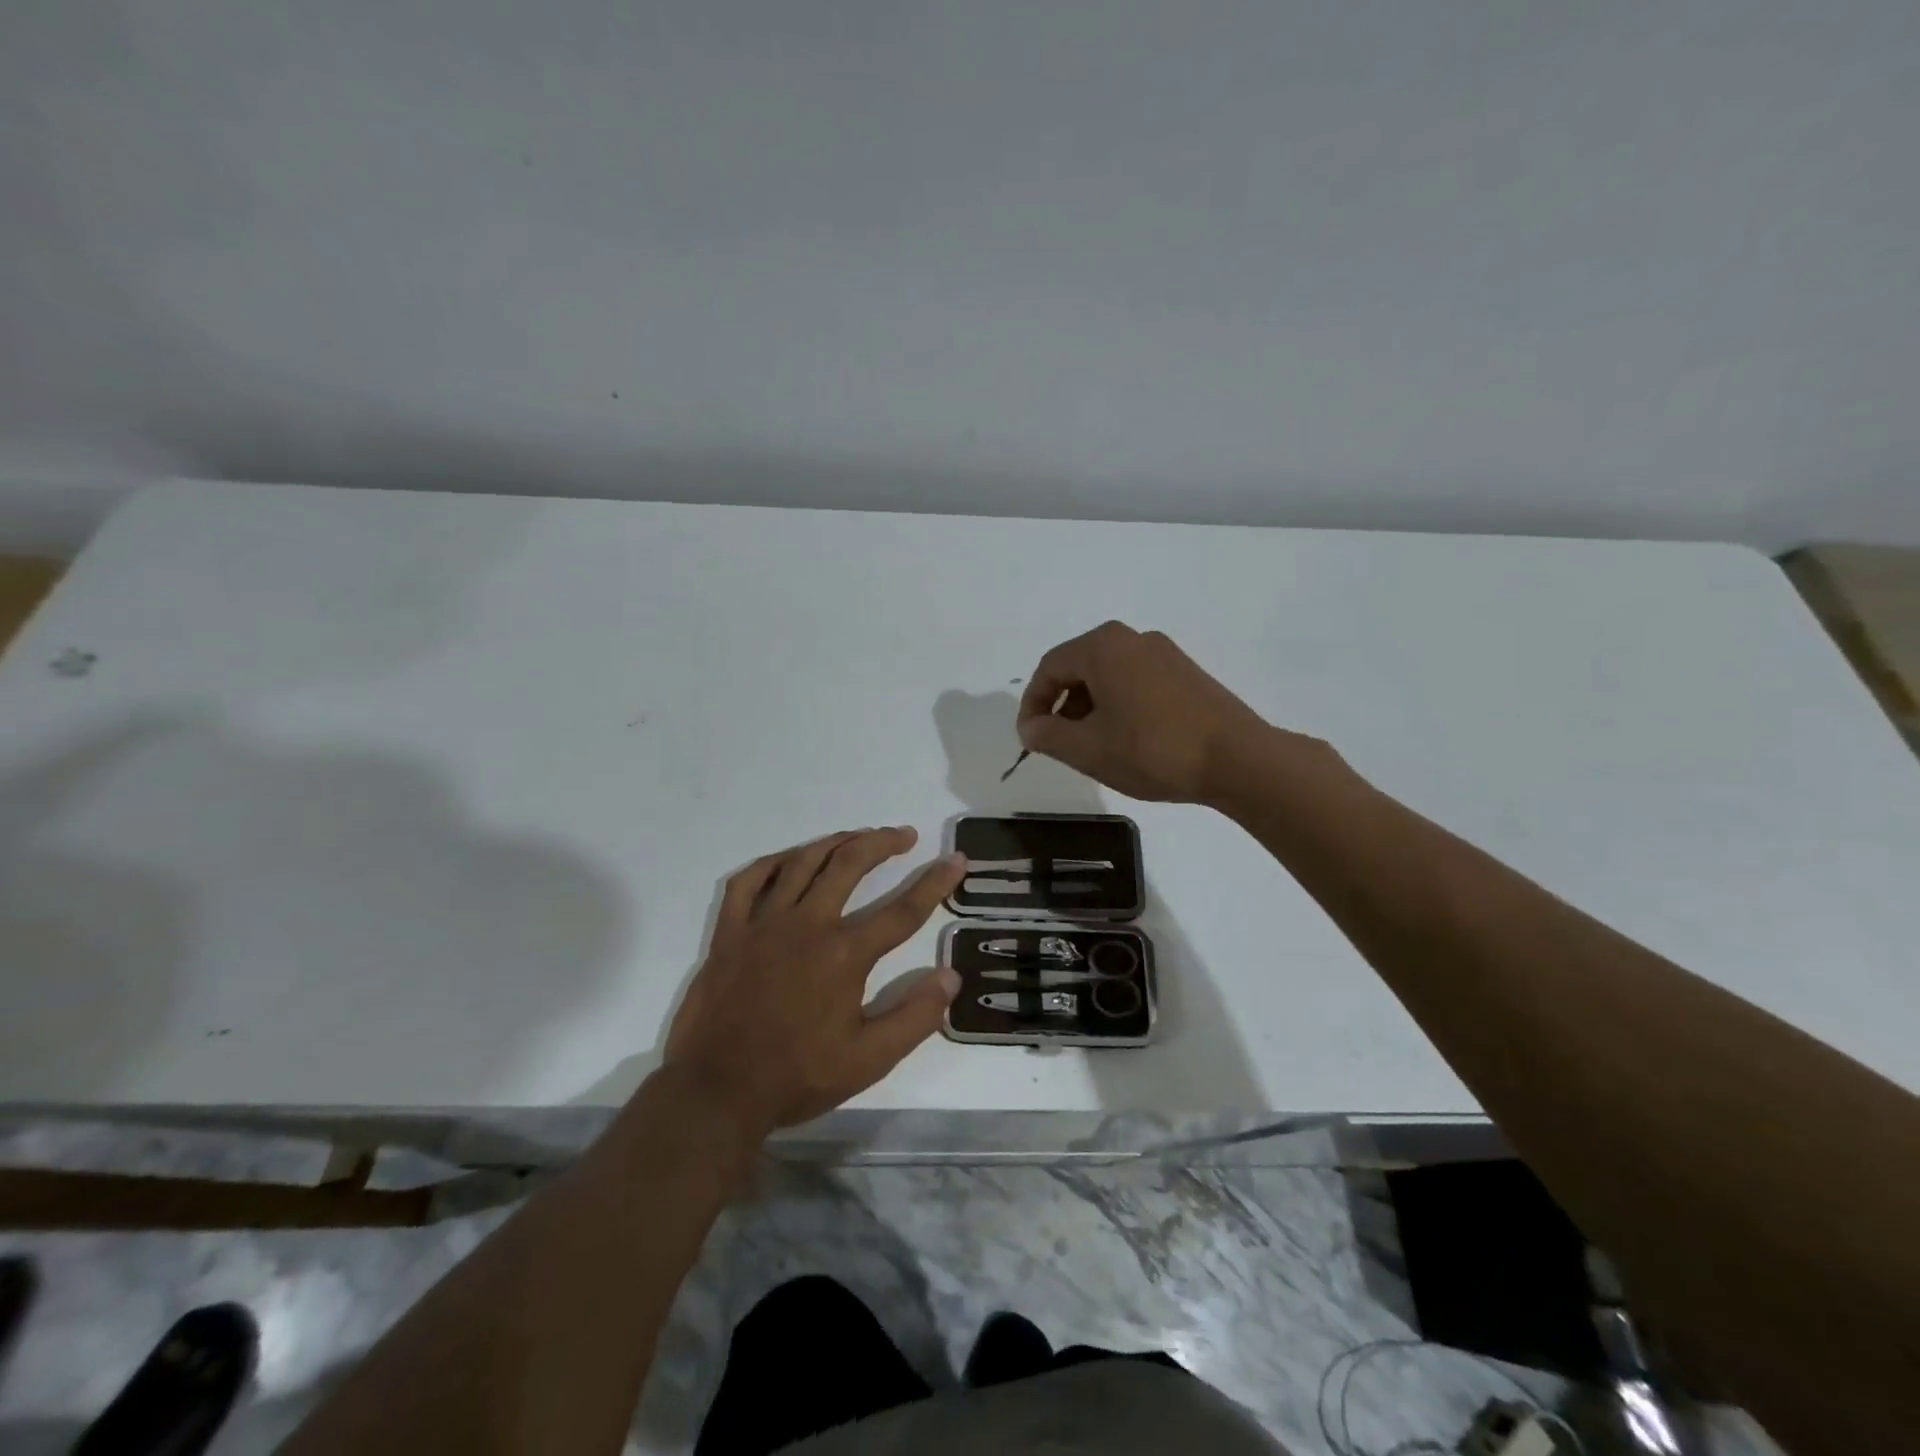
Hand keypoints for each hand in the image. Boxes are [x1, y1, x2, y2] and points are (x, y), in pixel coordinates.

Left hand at [663, 827, 964, 1136]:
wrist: (718, 1091)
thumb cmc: (798, 1076)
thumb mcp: (869, 1059)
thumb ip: (915, 1017)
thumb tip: (950, 976)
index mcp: (844, 954)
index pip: (903, 910)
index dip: (935, 882)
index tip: (956, 859)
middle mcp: (807, 925)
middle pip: (850, 865)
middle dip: (882, 843)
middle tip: (904, 835)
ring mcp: (763, 923)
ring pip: (803, 862)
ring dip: (835, 842)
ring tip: (857, 836)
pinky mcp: (730, 932)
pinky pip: (749, 881)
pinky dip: (773, 862)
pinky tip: (789, 859)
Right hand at [1017, 622, 1274, 802]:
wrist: (1237, 759)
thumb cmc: (1152, 750)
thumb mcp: (1088, 749)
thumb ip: (1047, 735)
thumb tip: (1029, 727)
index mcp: (1103, 647)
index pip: (1049, 668)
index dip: (1032, 705)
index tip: (1030, 740)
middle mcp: (1132, 638)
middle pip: (1078, 667)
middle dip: (1061, 706)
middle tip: (1058, 744)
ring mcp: (1163, 653)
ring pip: (1108, 676)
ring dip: (1089, 708)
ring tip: (1092, 747)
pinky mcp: (1185, 672)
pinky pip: (1135, 682)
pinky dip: (1118, 706)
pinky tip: (1126, 739)